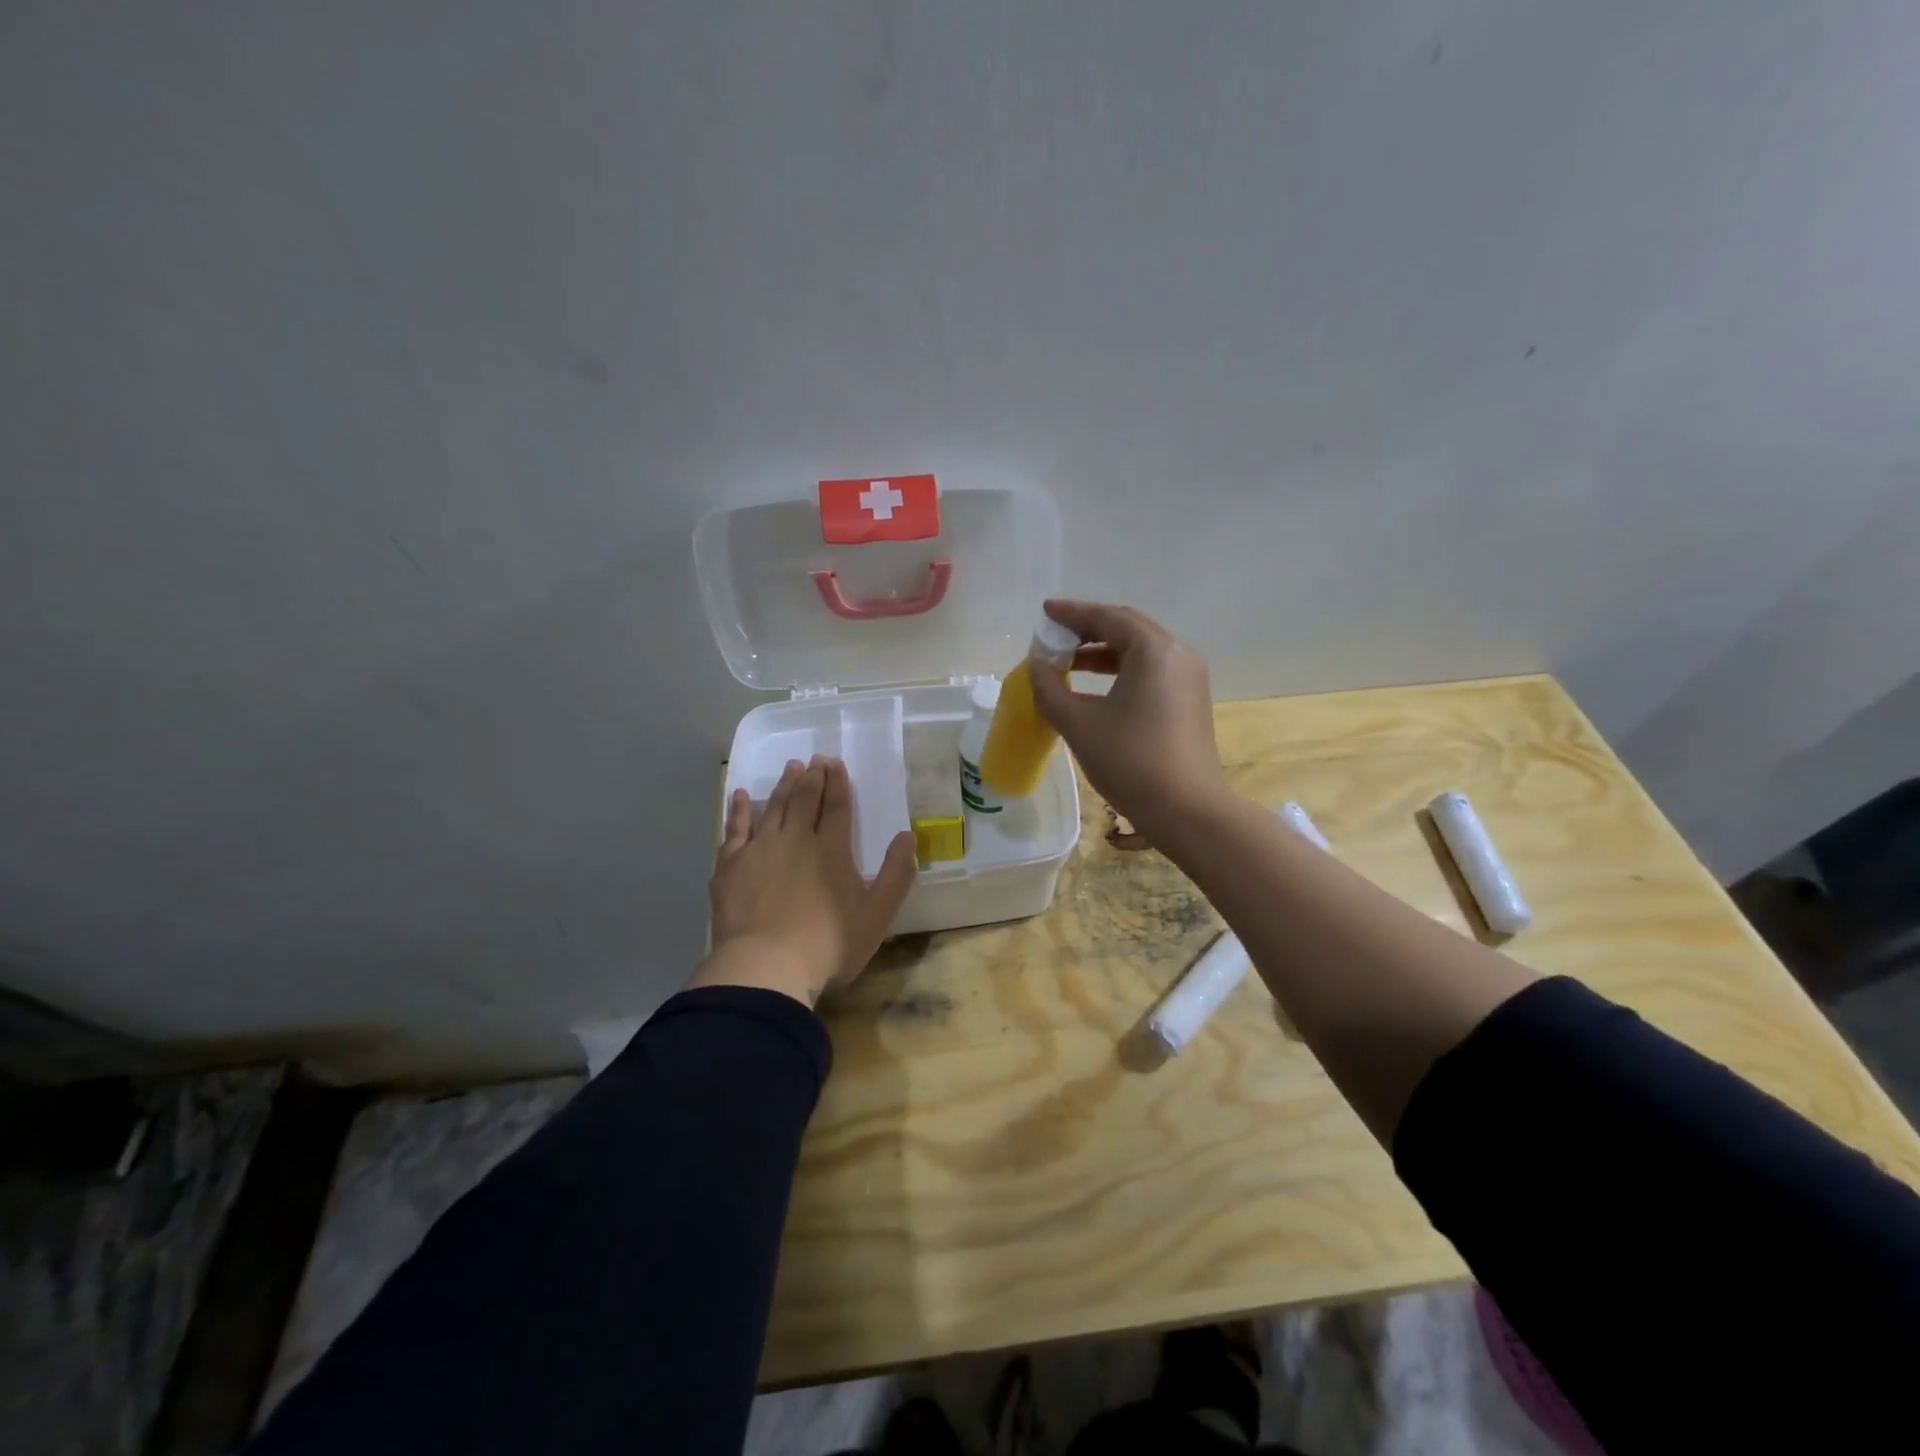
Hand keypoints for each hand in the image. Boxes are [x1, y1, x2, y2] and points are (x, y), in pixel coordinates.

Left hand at [691, 755, 917, 1008]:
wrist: (765, 967)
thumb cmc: (828, 945)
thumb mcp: (876, 915)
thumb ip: (895, 875)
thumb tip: (907, 837)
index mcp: (831, 849)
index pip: (836, 806)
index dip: (838, 783)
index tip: (836, 763)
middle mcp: (795, 839)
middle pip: (804, 800)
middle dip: (812, 777)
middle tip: (815, 759)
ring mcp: (759, 849)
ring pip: (773, 807)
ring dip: (783, 785)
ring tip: (790, 767)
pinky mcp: (730, 865)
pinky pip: (735, 828)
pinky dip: (739, 810)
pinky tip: (741, 796)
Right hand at [1029, 600, 1229, 831]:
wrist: (1188, 810)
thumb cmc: (1130, 761)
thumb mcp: (1079, 725)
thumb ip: (1050, 690)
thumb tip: (1036, 666)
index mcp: (1153, 651)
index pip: (1108, 617)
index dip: (1072, 613)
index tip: (1045, 612)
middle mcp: (1177, 654)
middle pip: (1128, 628)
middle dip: (1089, 629)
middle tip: (1055, 636)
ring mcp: (1189, 679)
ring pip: (1141, 651)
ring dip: (1104, 652)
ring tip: (1069, 664)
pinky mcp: (1190, 701)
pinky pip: (1151, 672)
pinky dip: (1121, 671)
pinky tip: (1096, 691)